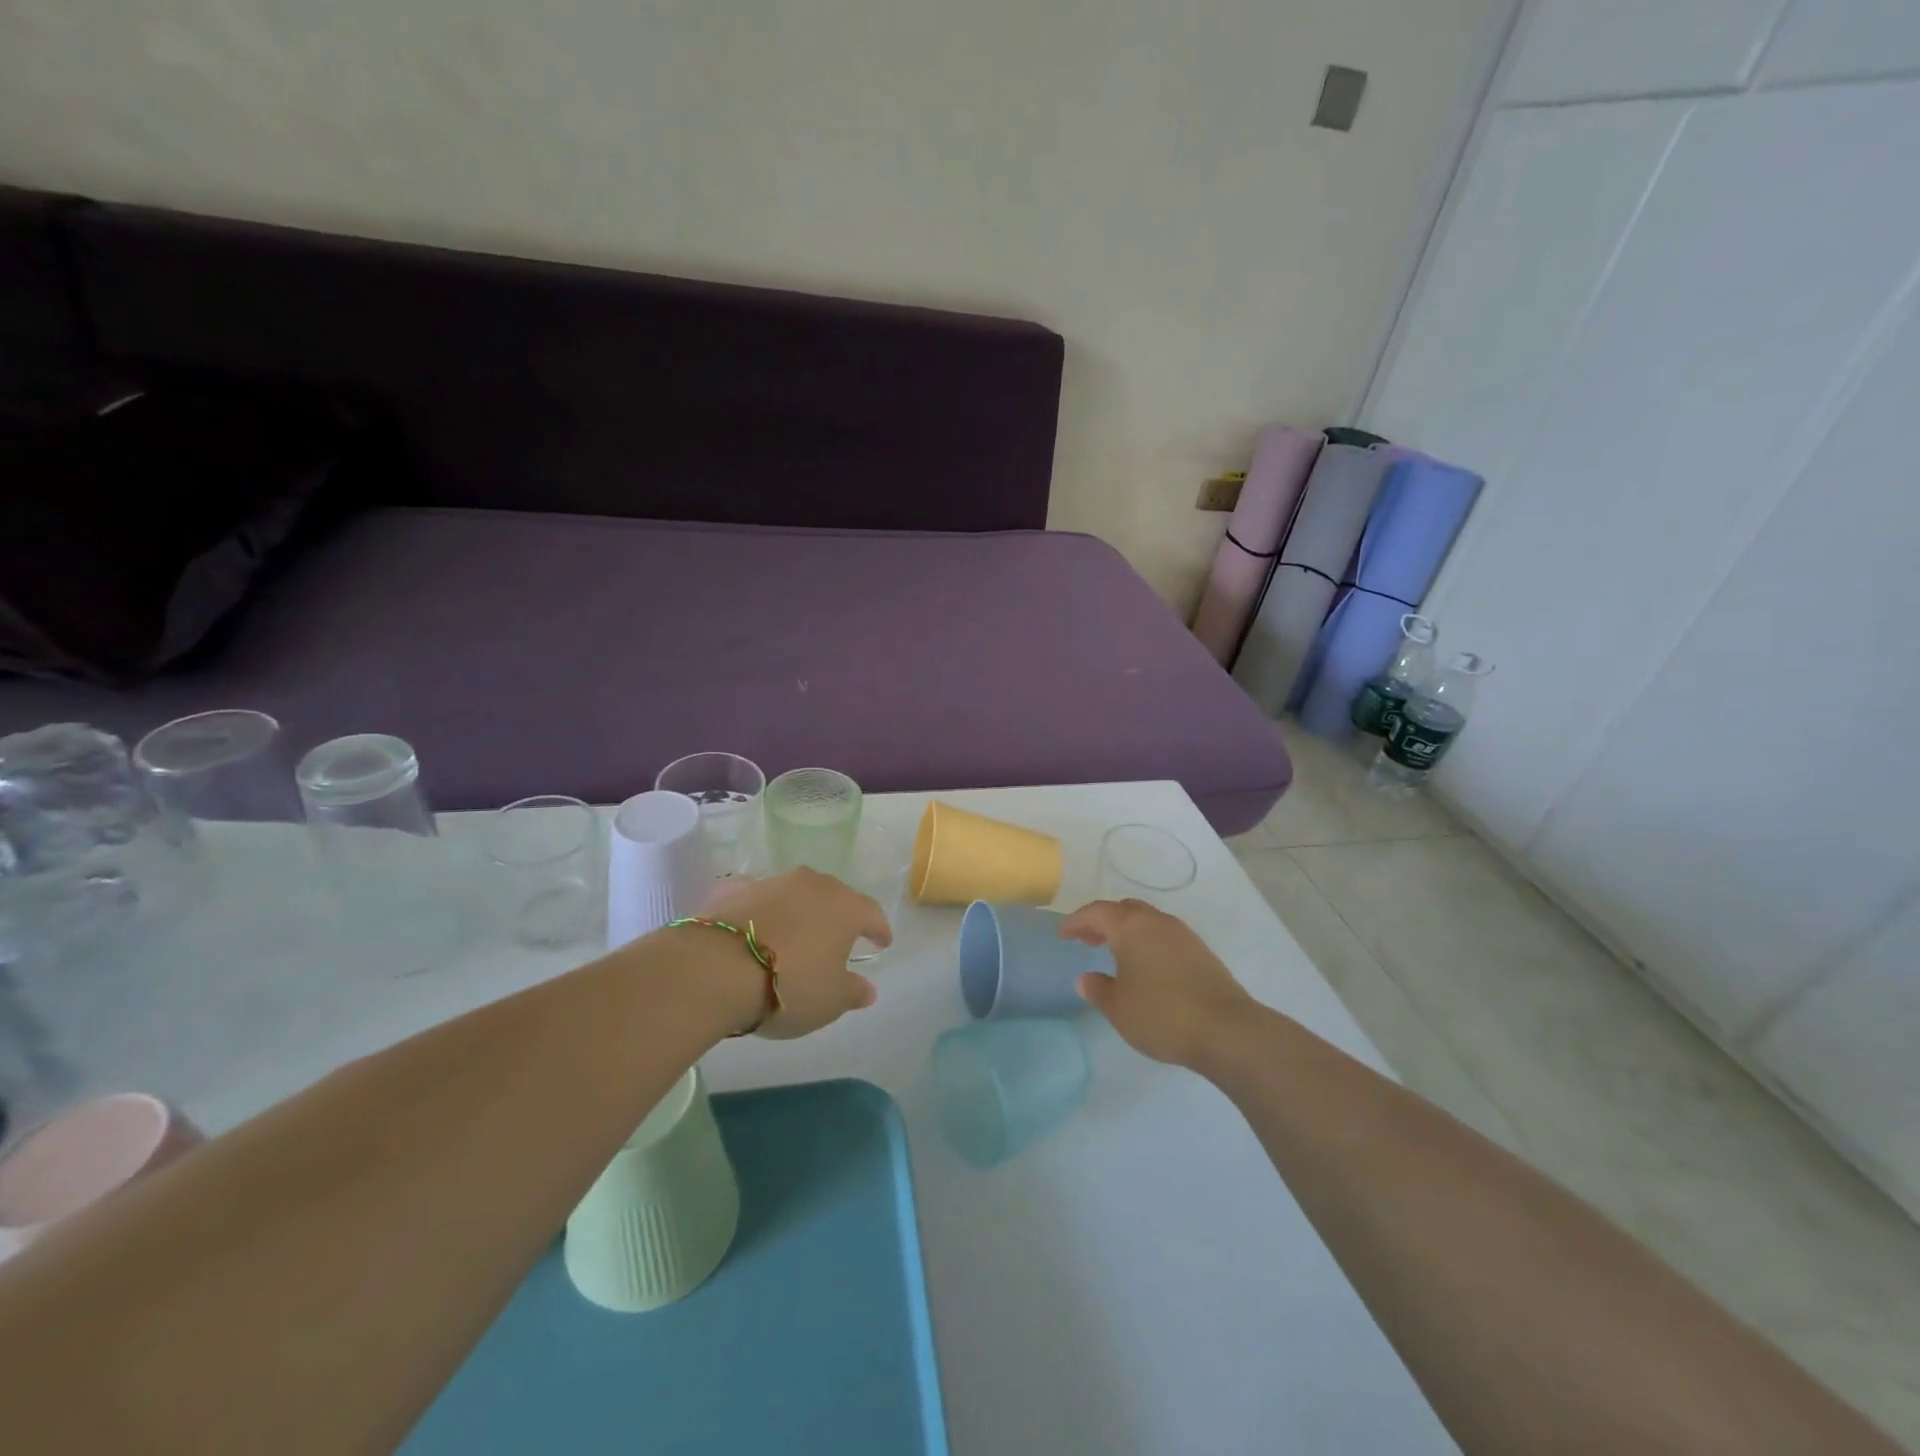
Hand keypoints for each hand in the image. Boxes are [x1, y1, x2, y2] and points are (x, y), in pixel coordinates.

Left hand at [700, 868, 891, 1038]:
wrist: (717, 968)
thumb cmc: (789, 985)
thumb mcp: (830, 1001)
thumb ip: (853, 991)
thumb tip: (868, 988)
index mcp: (846, 907)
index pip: (872, 913)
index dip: (879, 929)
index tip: (882, 943)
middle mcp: (813, 884)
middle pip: (834, 897)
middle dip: (838, 916)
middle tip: (837, 939)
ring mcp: (772, 882)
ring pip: (795, 894)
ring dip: (799, 911)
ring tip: (794, 935)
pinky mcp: (735, 889)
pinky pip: (757, 898)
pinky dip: (760, 910)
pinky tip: (754, 925)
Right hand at [1060, 899, 1254, 1067]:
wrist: (1226, 1029)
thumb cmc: (1162, 1015)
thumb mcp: (1118, 1008)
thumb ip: (1098, 989)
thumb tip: (1086, 978)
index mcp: (1131, 927)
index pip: (1096, 912)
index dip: (1076, 921)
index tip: (1063, 934)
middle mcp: (1156, 921)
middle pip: (1123, 910)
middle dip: (1102, 921)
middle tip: (1087, 939)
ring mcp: (1182, 934)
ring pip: (1147, 921)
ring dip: (1127, 931)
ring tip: (1114, 952)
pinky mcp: (1201, 951)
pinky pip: (1164, 935)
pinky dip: (1147, 941)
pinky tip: (1145, 966)